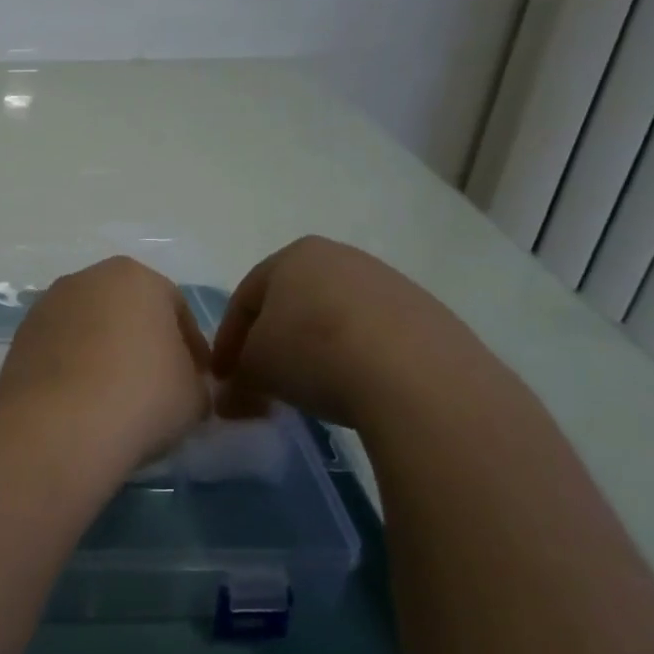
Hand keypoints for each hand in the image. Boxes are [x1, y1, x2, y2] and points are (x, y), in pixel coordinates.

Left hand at [0, 256, 212, 467]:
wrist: (61, 424)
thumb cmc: (142, 395)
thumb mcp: (194, 394)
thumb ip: (195, 380)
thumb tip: (184, 385)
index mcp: (135, 277)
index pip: (175, 307)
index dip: (191, 346)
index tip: (197, 380)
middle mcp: (86, 278)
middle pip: (126, 310)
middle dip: (142, 342)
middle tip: (156, 385)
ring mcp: (47, 305)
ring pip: (88, 327)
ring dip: (103, 353)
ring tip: (115, 397)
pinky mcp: (20, 336)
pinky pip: (59, 349)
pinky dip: (72, 367)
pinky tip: (81, 401)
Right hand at [211, 236, 489, 426]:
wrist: (418, 378)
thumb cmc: (314, 354)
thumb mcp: (256, 369)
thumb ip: (237, 378)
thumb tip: (231, 397)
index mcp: (294, 256)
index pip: (246, 298)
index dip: (228, 340)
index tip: (224, 378)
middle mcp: (342, 258)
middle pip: (293, 303)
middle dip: (275, 342)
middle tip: (264, 381)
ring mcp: (391, 284)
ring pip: (337, 318)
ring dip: (318, 350)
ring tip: (314, 390)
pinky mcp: (430, 316)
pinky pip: (379, 338)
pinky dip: (361, 360)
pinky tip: (360, 390)